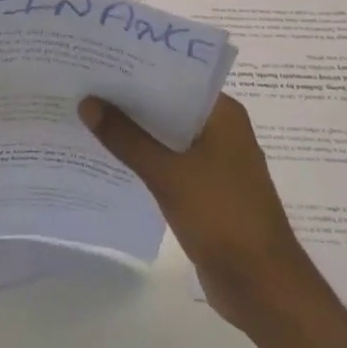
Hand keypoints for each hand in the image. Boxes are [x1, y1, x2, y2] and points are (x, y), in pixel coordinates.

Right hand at [80, 92, 313, 334]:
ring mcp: (214, 161)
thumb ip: (126, 138)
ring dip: (133, 129)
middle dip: (128, 98)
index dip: (136, 68)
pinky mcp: (205, 189)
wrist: (263, 288)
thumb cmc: (223, 218)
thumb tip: (87, 102)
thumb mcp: (168, 174)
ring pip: (165, 134)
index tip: (99, 59)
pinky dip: (142, 157)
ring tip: (86, 114)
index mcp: (222, 114)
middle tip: (83, 84)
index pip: (174, 76)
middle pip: (167, 104)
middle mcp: (220, 129)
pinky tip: (108, 155)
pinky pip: (167, 161)